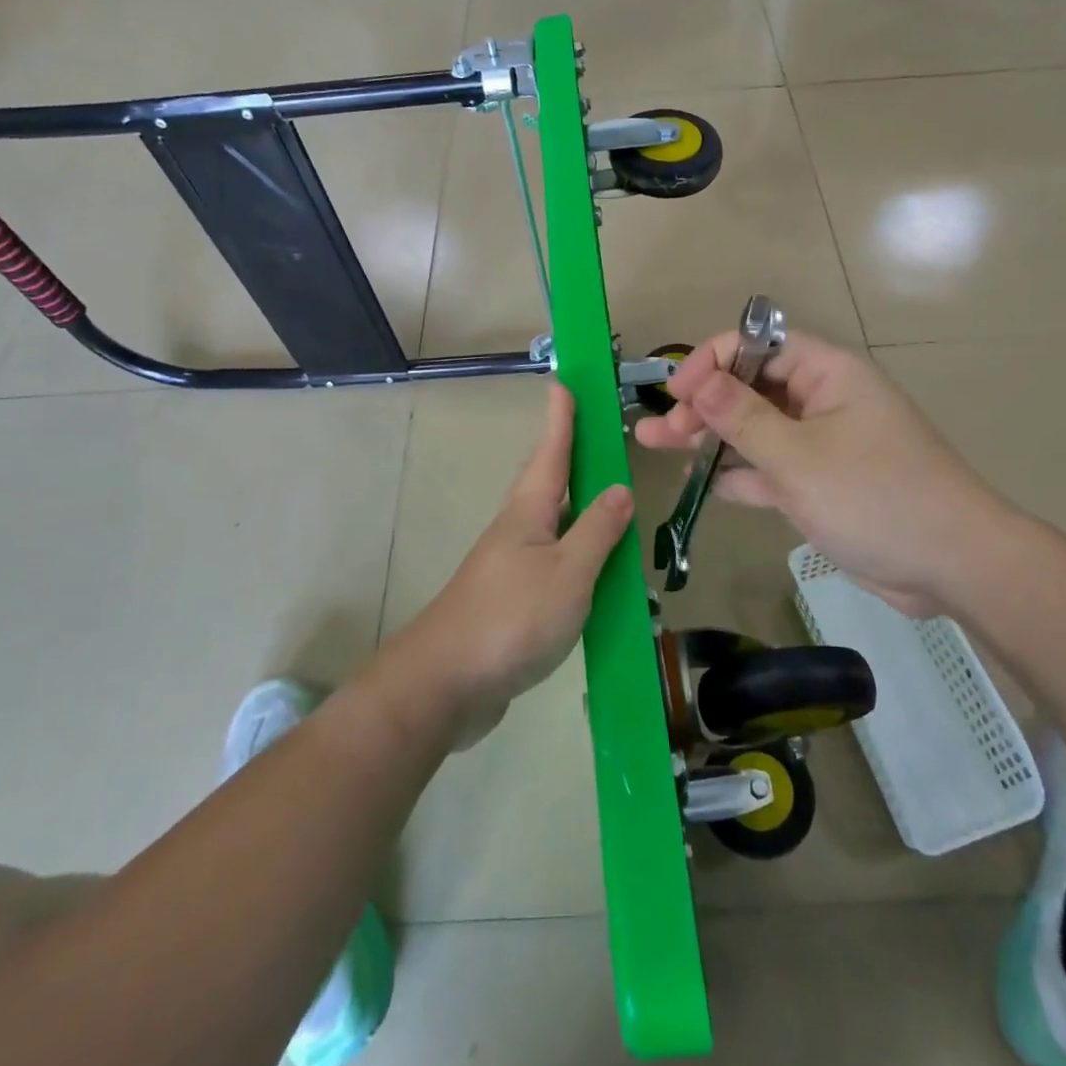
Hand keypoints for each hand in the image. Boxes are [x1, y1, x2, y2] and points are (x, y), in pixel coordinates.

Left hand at [394, 382, 632, 747]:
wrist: (446, 684)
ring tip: (605, 497)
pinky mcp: (512, 599)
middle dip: (568, 454)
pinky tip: (595, 571)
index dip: (561, 417)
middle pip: (547, 481)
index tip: (564, 381)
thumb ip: (597, 531)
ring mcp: (511, 565)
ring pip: (552, 523)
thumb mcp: (568, 573)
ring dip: (577, 506)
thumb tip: (620, 488)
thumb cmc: (510, 619)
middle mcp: (517, 529)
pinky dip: (578, 554)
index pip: (551, 451)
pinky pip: (554, 563)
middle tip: (591, 432)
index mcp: (529, 512)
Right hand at [634, 331, 1020, 617]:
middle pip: (750, 388)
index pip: (758, 345)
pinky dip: (737, 473)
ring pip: (753, 430)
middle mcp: (822, 400)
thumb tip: (697, 380)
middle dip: (702, 405)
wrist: (951, 564)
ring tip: (656, 446)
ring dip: (709, 438)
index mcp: (827, 374)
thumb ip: (742, 418)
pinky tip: (700, 483)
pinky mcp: (819, 483)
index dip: (712, 361)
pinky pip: (769, 467)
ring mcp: (820, 444)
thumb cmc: (875, 496)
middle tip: (660, 431)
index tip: (677, 393)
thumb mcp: (799, 457)